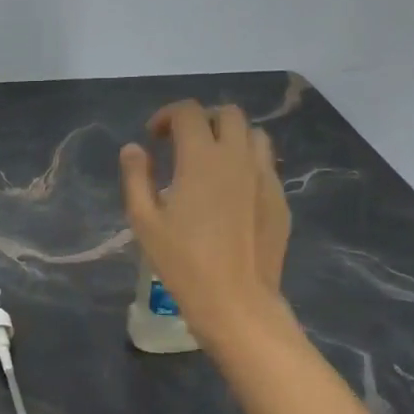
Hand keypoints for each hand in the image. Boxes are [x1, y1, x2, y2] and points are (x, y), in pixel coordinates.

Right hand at [119, 101, 290, 340]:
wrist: (236, 302)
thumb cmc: (183, 262)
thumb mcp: (144, 220)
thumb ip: (136, 177)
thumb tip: (134, 148)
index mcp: (201, 158)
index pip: (188, 112)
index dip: (167, 115)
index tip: (154, 137)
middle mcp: (237, 157)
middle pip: (227, 114)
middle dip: (202, 120)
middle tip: (183, 144)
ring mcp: (264, 177)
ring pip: (254, 135)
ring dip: (231, 137)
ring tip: (213, 161)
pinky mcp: (280, 199)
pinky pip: (266, 165)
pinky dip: (247, 163)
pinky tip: (233, 192)